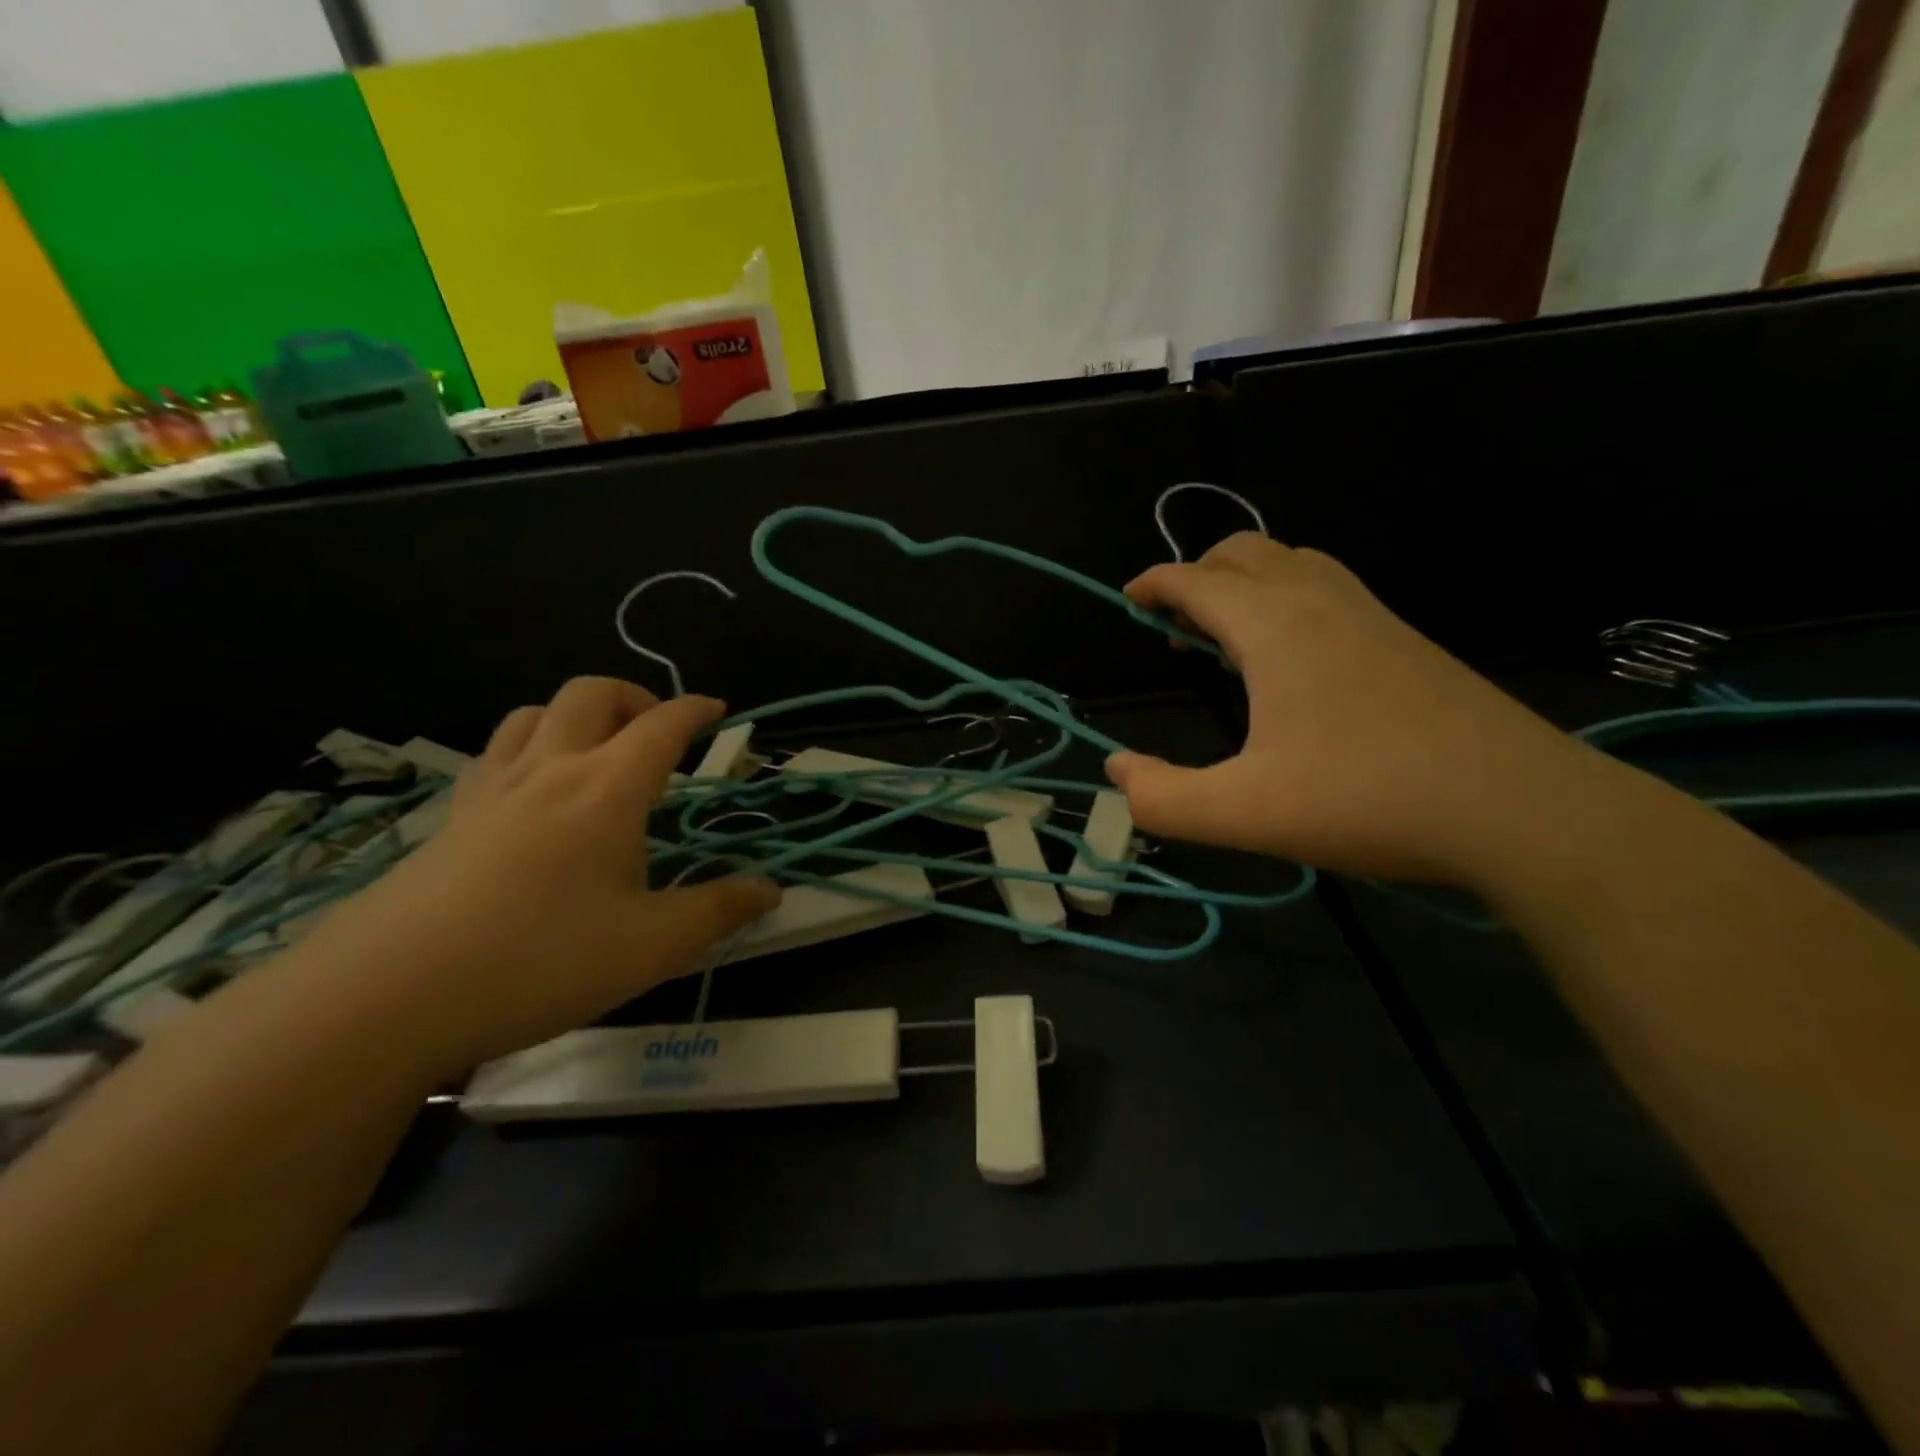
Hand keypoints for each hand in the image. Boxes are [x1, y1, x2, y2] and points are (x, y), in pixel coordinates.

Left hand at [285, 678, 779, 1075]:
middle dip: (633, 697)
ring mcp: (490, 791)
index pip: (662, 726)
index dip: (695, 710)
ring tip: (597, 752)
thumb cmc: (540, 960)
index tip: (717, 710)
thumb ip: (718, 910)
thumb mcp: (651, 946)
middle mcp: (549, 771)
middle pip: (590, 695)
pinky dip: (530, 749)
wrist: (385, 998)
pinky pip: (495, 755)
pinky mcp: (449, 820)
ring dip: (575, 715)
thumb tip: (771, 889)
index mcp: (607, 789)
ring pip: (533, 714)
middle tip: (657, 731)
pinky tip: (535, 797)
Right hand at [1106, 534, 1591, 884]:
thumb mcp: (1242, 813)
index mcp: (1273, 627)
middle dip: (1198, 573)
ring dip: (1245, 581)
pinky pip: (1329, 588)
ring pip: (1293, 563)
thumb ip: (1162, 798)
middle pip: (1245, 552)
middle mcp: (1319, 602)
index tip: (1129, 598)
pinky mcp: (1404, 639)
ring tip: (1226, 634)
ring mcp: (1370, 615)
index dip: (1154, 584)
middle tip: (1174, 623)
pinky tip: (1292, 656)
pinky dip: (1288, 597)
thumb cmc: (1367, 800)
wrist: (1518, 808)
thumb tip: (1117, 770)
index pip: (1196, 580)